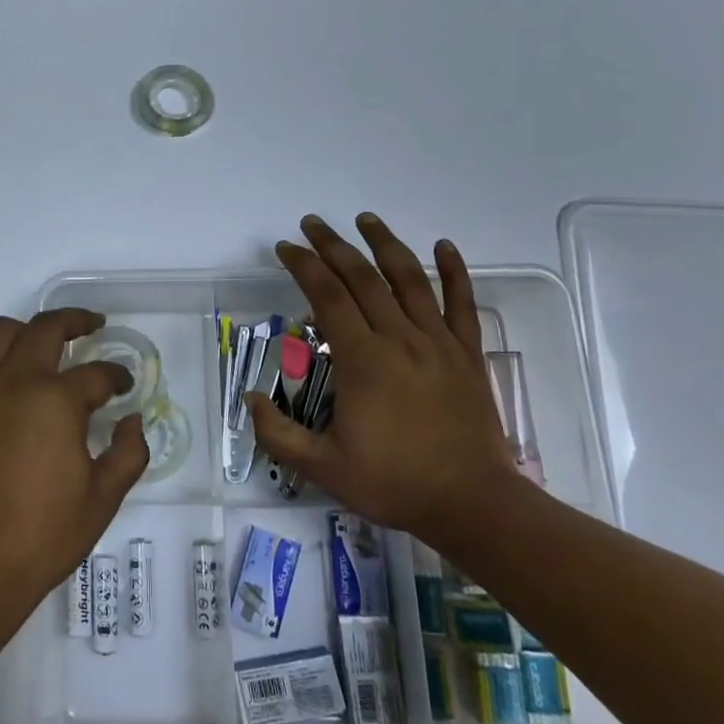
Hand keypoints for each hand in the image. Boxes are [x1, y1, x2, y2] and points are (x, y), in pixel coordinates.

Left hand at [0, 310, 147, 617]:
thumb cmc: (44, 535)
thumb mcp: (103, 498)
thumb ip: (128, 452)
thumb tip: (132, 421)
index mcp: (55, 401)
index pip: (96, 374)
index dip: (117, 377)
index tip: (124, 386)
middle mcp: (13, 382)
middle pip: (46, 329)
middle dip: (75, 322)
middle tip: (91, 327)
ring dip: (25, 332)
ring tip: (40, 346)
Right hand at [248, 214, 516, 545]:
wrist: (473, 504)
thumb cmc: (394, 483)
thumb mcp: (323, 468)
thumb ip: (278, 434)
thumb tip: (250, 398)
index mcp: (362, 360)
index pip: (327, 296)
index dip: (303, 266)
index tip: (285, 247)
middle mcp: (399, 339)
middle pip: (363, 278)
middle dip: (333, 246)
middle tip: (312, 223)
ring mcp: (438, 343)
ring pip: (410, 280)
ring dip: (385, 245)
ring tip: (366, 219)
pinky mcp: (467, 355)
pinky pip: (462, 305)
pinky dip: (455, 272)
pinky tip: (445, 246)